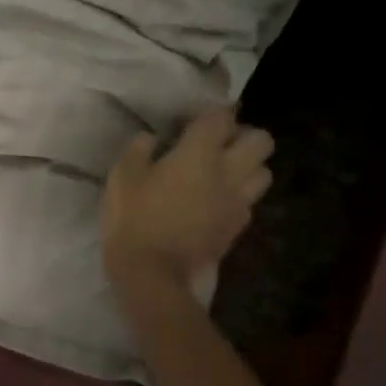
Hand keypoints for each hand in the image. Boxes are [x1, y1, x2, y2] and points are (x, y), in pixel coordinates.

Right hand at [103, 107, 273, 290]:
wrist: (153, 272)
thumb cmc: (133, 218)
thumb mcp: (122, 177)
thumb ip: (139, 150)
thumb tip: (151, 138)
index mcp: (199, 154)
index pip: (221, 117)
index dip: (207, 113)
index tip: (187, 120)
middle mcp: (228, 172)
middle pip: (261, 140)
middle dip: (242, 136)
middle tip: (215, 144)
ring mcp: (238, 202)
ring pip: (264, 172)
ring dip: (247, 166)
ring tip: (221, 172)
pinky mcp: (237, 227)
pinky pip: (249, 201)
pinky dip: (238, 196)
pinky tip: (214, 202)